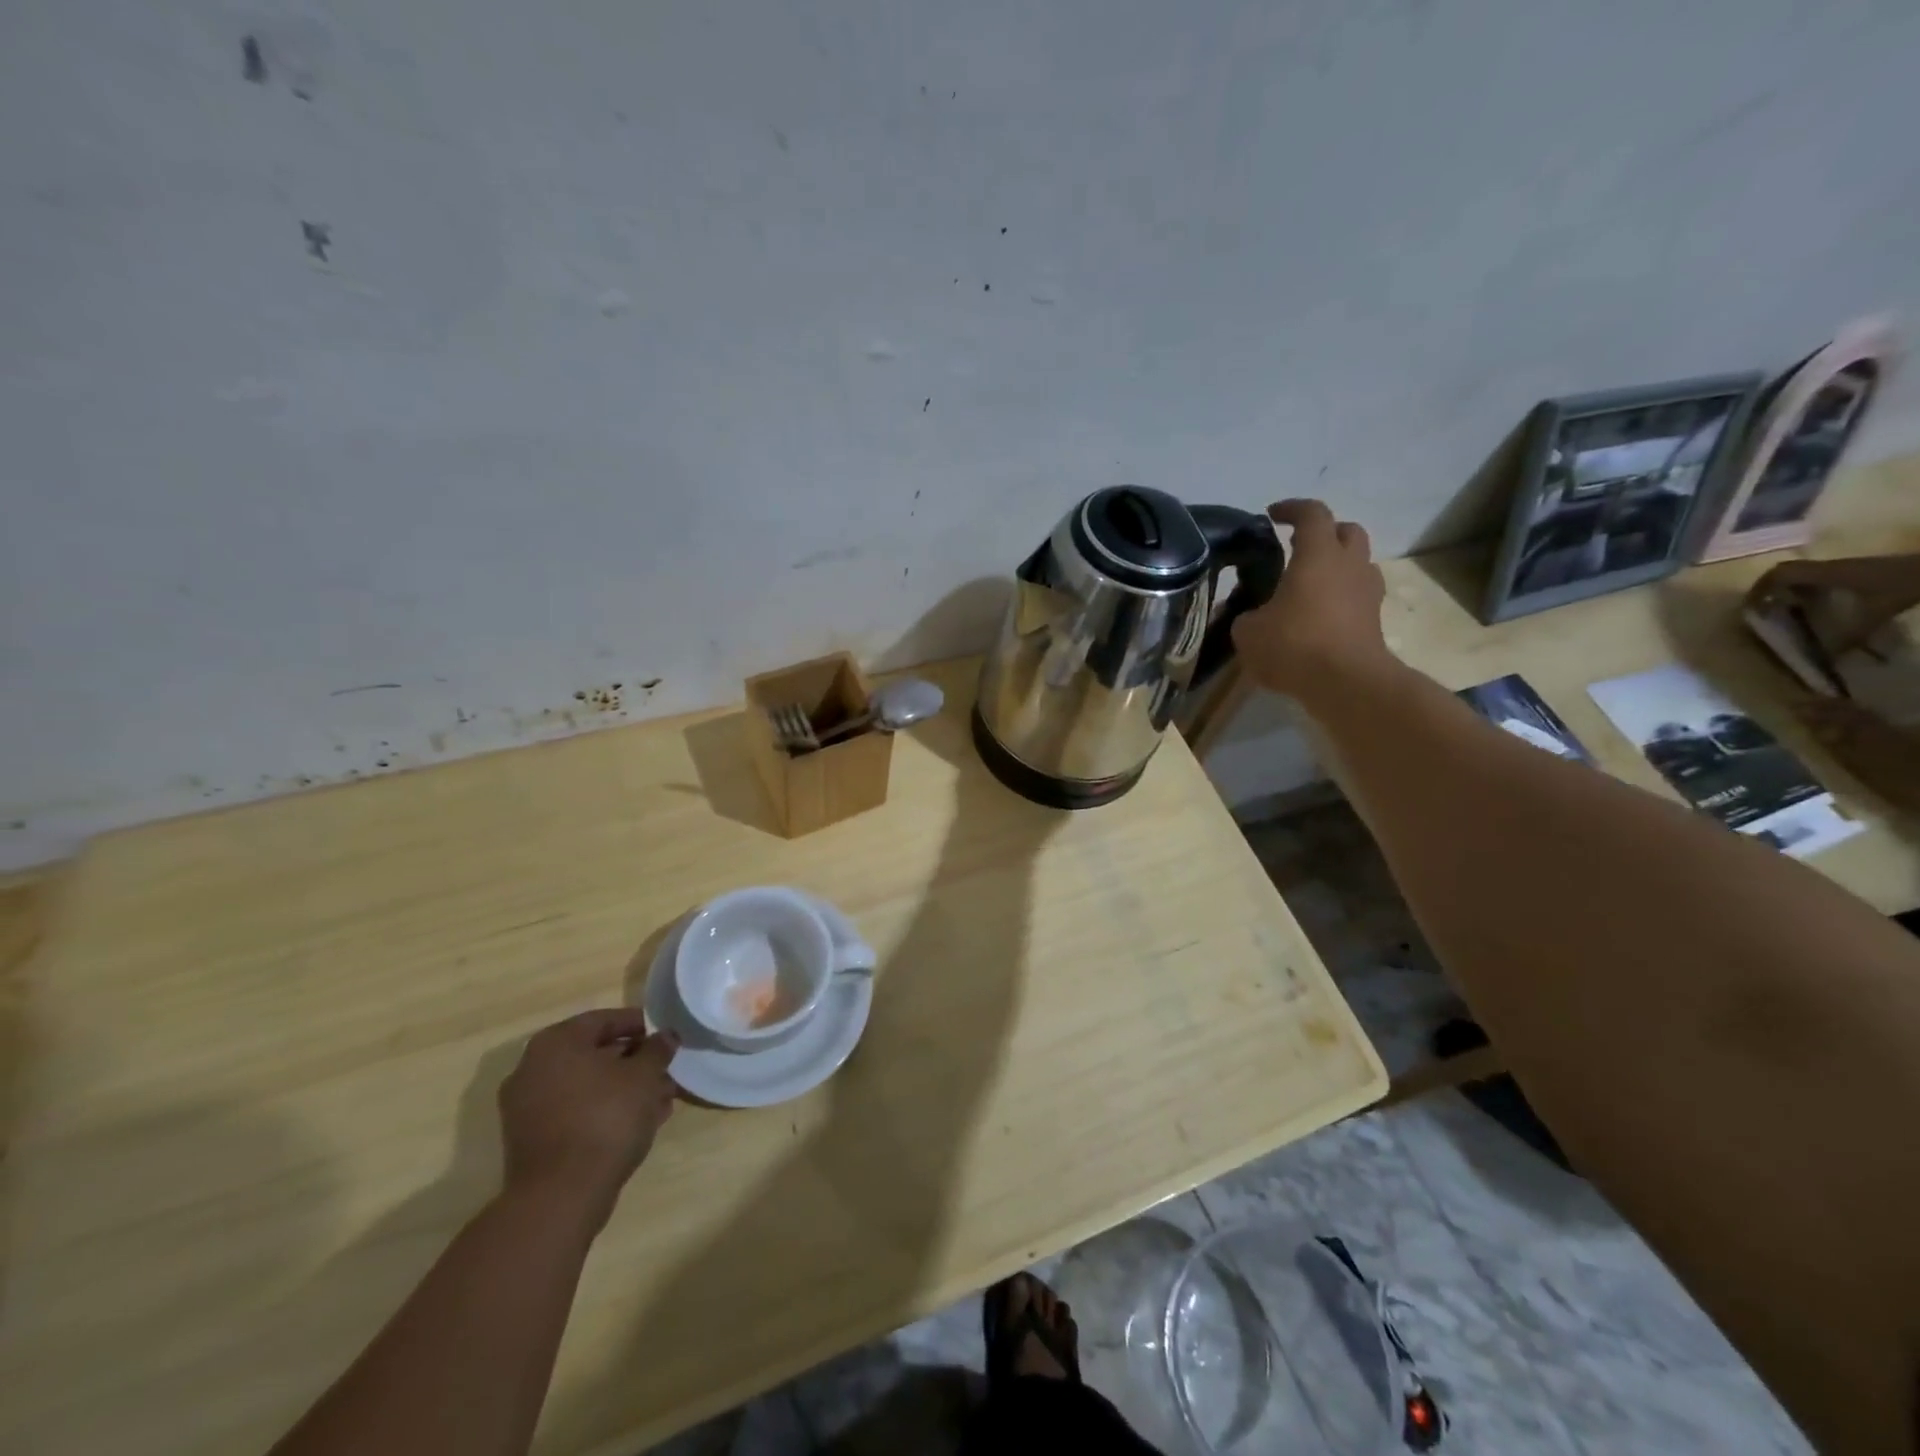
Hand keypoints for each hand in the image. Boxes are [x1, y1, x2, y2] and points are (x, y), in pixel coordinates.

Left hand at [497, 1009, 678, 1228]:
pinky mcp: (532, 1140)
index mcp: (556, 1043)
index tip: (665, 1036)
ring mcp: (527, 1107)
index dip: (640, 1025)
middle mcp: (533, 1068)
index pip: (604, 1020)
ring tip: (660, 1101)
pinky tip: (639, 1123)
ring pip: (587, 1086)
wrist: (561, 1196)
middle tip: (665, 1071)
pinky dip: (605, 1111)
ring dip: (624, 1089)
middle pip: (594, 1054)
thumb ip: (657, 1049)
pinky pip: (576, 1112)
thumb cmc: (605, 1118)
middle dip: (634, 1062)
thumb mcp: (644, 1076)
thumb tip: (666, 1036)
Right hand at [1229, 499, 1394, 704]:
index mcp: (1318, 555)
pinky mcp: (1374, 620)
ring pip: (1358, 563)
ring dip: (1337, 566)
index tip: (1272, 515)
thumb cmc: (1294, 645)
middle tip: (1297, 547)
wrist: (1346, 683)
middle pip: (1346, 531)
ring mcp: (1367, 593)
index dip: (1292, 509)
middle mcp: (1349, 565)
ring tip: (1309, 584)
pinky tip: (1320, 614)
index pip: (1312, 514)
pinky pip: (1358, 595)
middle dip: (1324, 533)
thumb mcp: (1248, 632)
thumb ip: (1243, 616)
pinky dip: (1341, 596)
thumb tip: (1244, 613)